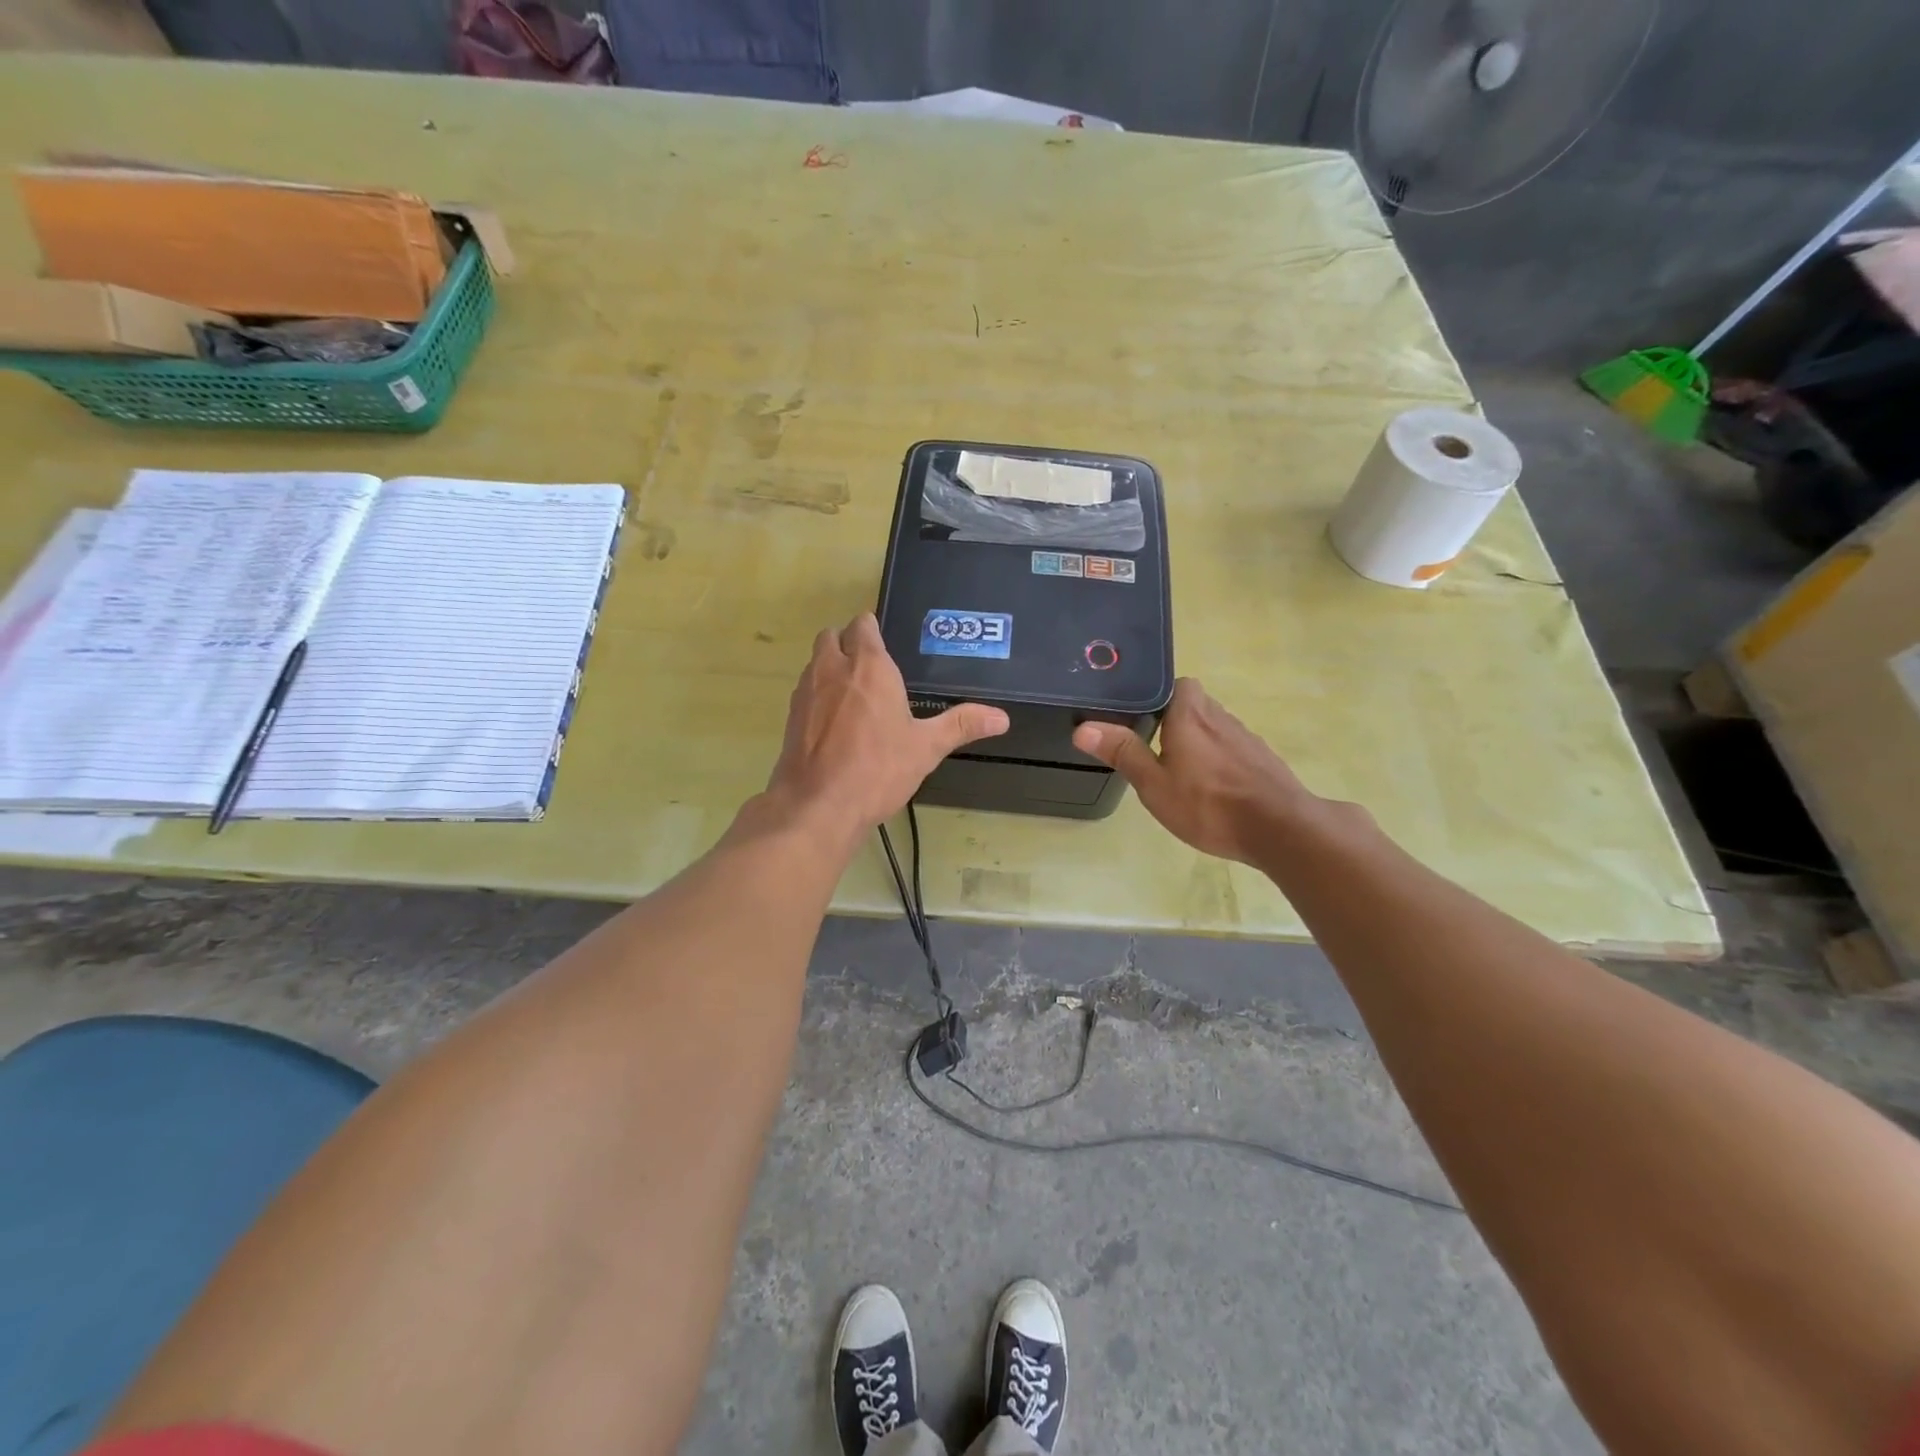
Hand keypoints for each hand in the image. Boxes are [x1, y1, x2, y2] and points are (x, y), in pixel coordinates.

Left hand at [765, 614, 1008, 842]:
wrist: (818, 806)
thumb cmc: (878, 769)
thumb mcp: (926, 748)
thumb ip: (962, 725)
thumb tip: (1002, 718)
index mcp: (869, 667)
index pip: (863, 625)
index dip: (872, 629)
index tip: (886, 644)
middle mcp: (833, 669)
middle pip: (832, 635)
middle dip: (847, 642)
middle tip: (869, 667)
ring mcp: (806, 692)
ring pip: (814, 662)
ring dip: (830, 666)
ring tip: (853, 694)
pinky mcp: (791, 717)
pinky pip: (804, 691)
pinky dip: (817, 695)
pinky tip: (834, 723)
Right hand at [1072, 678, 1322, 864]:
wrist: (1280, 829)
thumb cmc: (1209, 805)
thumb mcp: (1154, 784)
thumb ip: (1122, 752)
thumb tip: (1083, 728)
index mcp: (1190, 715)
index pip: (1177, 684)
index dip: (1160, 696)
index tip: (1142, 717)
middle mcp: (1220, 717)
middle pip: (1196, 705)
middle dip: (1177, 720)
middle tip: (1155, 746)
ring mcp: (1247, 738)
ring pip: (1216, 728)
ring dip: (1200, 741)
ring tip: (1182, 771)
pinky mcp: (1263, 760)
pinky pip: (1234, 750)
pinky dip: (1221, 760)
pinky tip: (1213, 789)